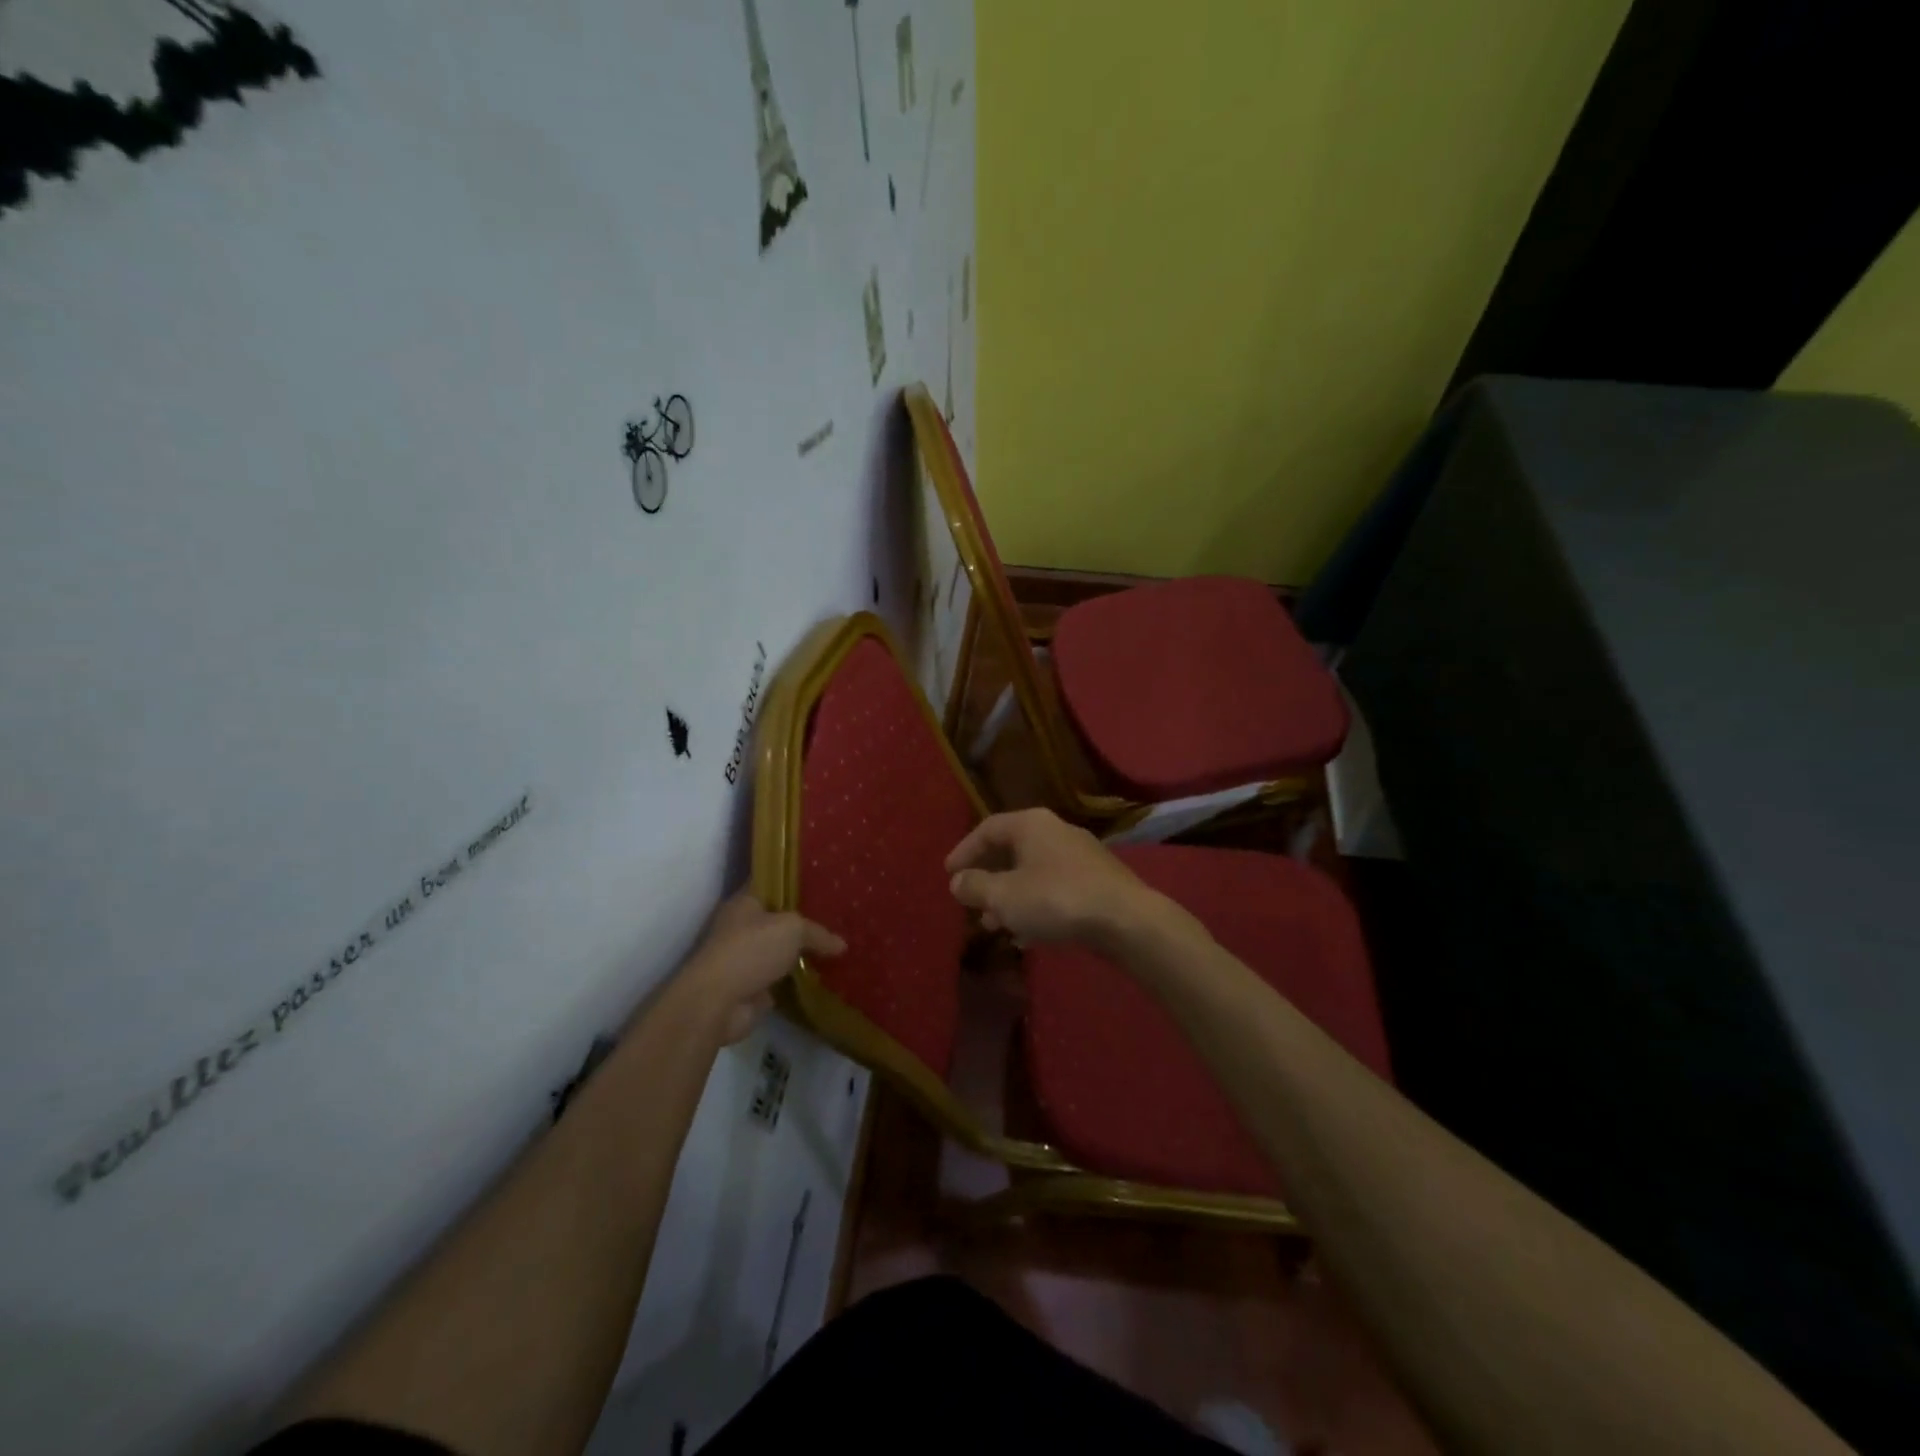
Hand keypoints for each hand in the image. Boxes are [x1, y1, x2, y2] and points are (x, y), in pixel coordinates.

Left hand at [671, 892, 844, 1044]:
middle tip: (838, 915)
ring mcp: (746, 959)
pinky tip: (825, 975)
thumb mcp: (792, 929)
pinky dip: (799, 979)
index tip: (822, 880)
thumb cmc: (751, 950)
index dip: (793, 881)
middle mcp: (742, 927)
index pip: (771, 884)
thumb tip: (842, 945)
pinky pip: (783, 979)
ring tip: (838, 946)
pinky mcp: (753, 987)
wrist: (717, 1002)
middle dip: (804, 920)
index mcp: (744, 903)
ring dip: (802, 953)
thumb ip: (817, 933)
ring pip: (782, 950)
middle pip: (779, 919)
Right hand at [945, 808, 1154, 947]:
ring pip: (1033, 873)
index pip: (988, 829)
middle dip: (988, 879)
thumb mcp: (1005, 896)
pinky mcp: (1097, 881)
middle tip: (971, 902)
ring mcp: (1080, 856)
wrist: (1126, 919)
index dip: (964, 850)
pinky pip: (1055, 889)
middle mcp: (1056, 831)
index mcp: (1031, 824)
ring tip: (994, 925)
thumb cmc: (1056, 899)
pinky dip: (1035, 906)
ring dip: (1010, 897)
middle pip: (1012, 850)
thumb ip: (976, 887)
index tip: (949, 874)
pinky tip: (1027, 935)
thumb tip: (957, 881)